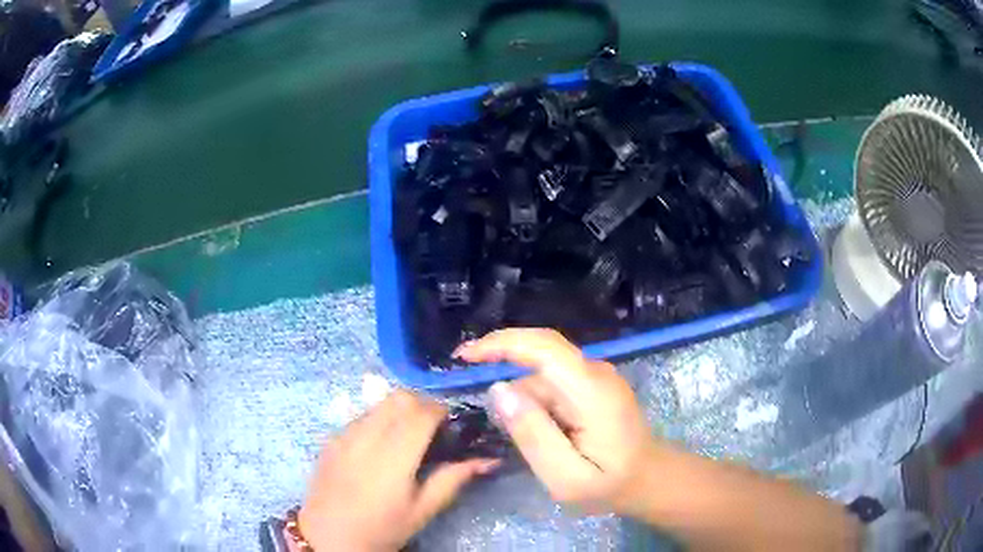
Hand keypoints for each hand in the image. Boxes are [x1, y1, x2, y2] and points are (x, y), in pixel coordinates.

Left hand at [299, 391, 499, 551]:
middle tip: (433, 428)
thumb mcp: (422, 511)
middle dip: (422, 404)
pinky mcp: (331, 439)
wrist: (328, 537)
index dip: (441, 410)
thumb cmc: (381, 529)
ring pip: (379, 403)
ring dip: (399, 410)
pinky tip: (380, 446)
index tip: (451, 425)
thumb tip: (487, 460)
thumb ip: (452, 480)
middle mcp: (367, 437)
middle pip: (399, 397)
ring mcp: (344, 435)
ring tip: (407, 436)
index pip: (421, 412)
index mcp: (394, 457)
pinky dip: (378, 419)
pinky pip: (360, 416)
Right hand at [454, 328, 653, 513]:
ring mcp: (596, 376)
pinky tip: (539, 431)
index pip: (544, 348)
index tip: (464, 356)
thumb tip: (499, 390)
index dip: (502, 343)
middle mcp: (595, 372)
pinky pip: (553, 381)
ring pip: (543, 371)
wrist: (648, 478)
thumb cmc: (609, 484)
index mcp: (591, 391)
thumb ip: (533, 435)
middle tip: (467, 383)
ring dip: (522, 394)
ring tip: (521, 436)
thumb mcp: (565, 476)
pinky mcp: (593, 384)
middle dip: (500, 359)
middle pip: (540, 352)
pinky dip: (534, 399)